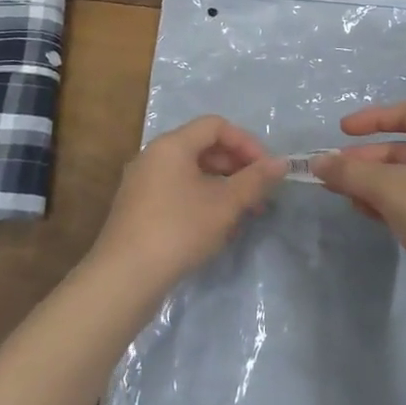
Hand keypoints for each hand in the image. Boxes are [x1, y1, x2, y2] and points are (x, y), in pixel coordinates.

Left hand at [88, 116, 286, 298]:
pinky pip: (177, 192)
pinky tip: (217, 229)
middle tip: (259, 194)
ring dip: (222, 188)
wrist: (124, 278)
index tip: (267, 169)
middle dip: (237, 167)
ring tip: (244, 215)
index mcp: (171, 145)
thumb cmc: (179, 230)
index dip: (246, 143)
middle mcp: (153, 156)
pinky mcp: (138, 209)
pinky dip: (202, 201)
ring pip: (192, 173)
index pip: (216, 126)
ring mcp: (142, 183)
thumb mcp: (225, 204)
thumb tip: (281, 163)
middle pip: (203, 148)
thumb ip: (255, 180)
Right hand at [312, 102, 405, 313]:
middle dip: (366, 159)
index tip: (342, 132)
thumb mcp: (390, 189)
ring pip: (404, 178)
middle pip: (403, 149)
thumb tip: (318, 163)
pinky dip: (387, 203)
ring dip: (372, 183)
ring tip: (344, 196)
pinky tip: (366, 213)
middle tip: (334, 173)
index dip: (372, 119)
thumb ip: (351, 172)